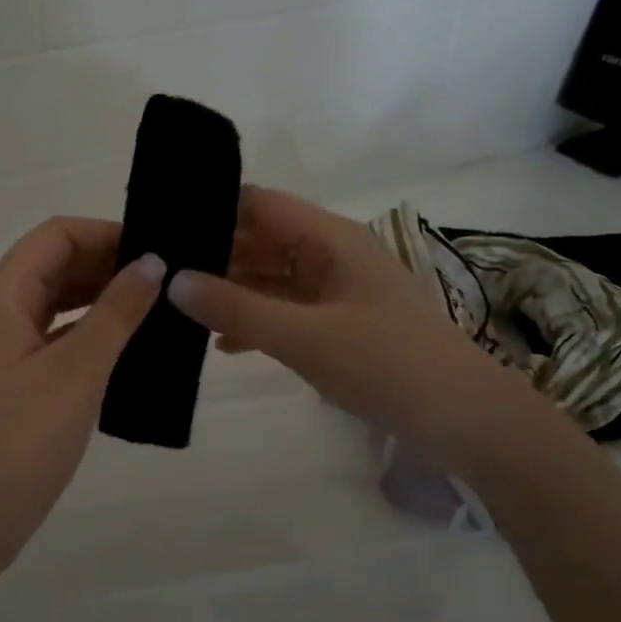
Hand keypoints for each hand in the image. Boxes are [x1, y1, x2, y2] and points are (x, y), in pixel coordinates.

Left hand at [0, 217, 162, 565]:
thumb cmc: (18, 441)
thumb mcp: (76, 371)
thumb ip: (116, 312)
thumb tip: (152, 261)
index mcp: (0, 296)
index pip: (56, 235)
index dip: (106, 233)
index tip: (157, 247)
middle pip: (54, 265)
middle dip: (108, 265)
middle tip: (168, 279)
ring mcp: (0, 348)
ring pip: (55, 303)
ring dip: (100, 299)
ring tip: (157, 308)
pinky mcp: (9, 380)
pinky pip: (53, 338)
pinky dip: (88, 334)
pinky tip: (127, 347)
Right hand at [166, 185, 505, 441]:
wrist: (461, 417)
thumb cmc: (384, 363)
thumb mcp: (303, 336)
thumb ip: (236, 308)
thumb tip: (172, 281)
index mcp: (329, 239)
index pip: (260, 204)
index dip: (214, 208)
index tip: (165, 226)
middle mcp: (332, 254)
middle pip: (263, 239)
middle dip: (215, 254)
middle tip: (160, 272)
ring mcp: (337, 290)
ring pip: (272, 277)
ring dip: (232, 290)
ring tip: (179, 306)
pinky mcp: (340, 323)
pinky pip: (287, 309)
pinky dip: (256, 320)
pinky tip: (222, 345)